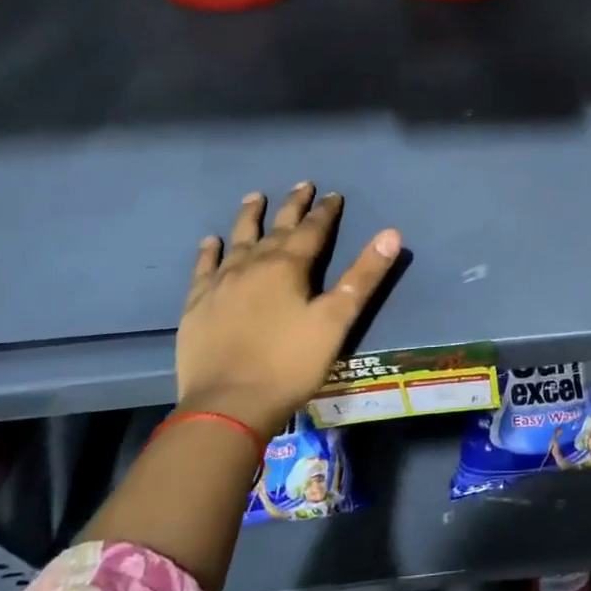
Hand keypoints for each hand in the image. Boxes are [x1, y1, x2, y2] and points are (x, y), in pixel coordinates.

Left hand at [174, 183, 401, 434]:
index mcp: (289, 266)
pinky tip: (211, 242)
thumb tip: (392, 233)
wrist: (228, 405)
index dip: (326, 211)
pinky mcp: (198, 305)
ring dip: (250, 218)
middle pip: (277, 228)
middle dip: (292, 206)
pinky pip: (204, 268)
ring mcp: (221, 283)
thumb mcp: (336, 320)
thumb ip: (364, 275)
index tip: (334, 194)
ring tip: (255, 198)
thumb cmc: (290, 363)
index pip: (313, 230)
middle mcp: (253, 265)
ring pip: (238, 240)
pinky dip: (209, 252)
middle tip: (302, 185)